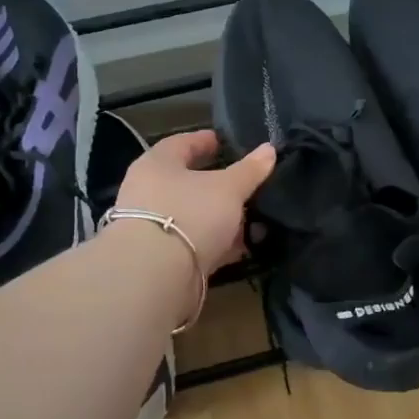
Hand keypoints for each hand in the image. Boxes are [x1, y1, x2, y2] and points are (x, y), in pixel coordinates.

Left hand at [113, 130, 275, 275]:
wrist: (154, 277)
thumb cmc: (190, 214)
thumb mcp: (228, 188)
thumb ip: (250, 170)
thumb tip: (270, 149)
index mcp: (157, 164)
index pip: (181, 143)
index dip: (205, 141)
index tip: (226, 142)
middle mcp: (148, 192)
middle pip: (188, 182)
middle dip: (219, 184)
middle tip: (247, 182)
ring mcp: (152, 227)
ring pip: (194, 215)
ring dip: (221, 217)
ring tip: (254, 218)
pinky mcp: (160, 258)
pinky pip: (195, 243)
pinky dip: (217, 243)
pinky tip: (242, 246)